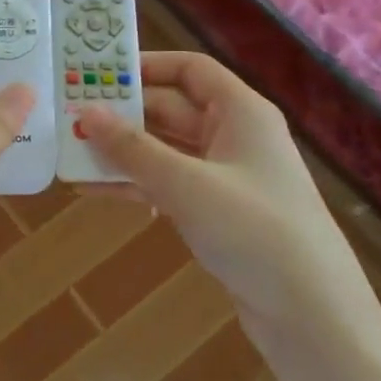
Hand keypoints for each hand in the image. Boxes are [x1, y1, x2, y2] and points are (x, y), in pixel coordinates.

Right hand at [76, 53, 372, 336]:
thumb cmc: (254, 231)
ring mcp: (224, 177)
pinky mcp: (216, 213)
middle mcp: (233, 136)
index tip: (98, 73)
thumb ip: (133, 148)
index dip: (146, 65)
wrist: (311, 315)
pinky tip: (93, 190)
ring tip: (70, 151)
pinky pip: (167, 185)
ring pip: (164, 150)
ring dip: (122, 152)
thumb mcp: (187, 184)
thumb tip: (86, 111)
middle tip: (70, 115)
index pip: (190, 69)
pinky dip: (135, 185)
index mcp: (241, 112)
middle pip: (171, 109)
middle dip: (123, 113)